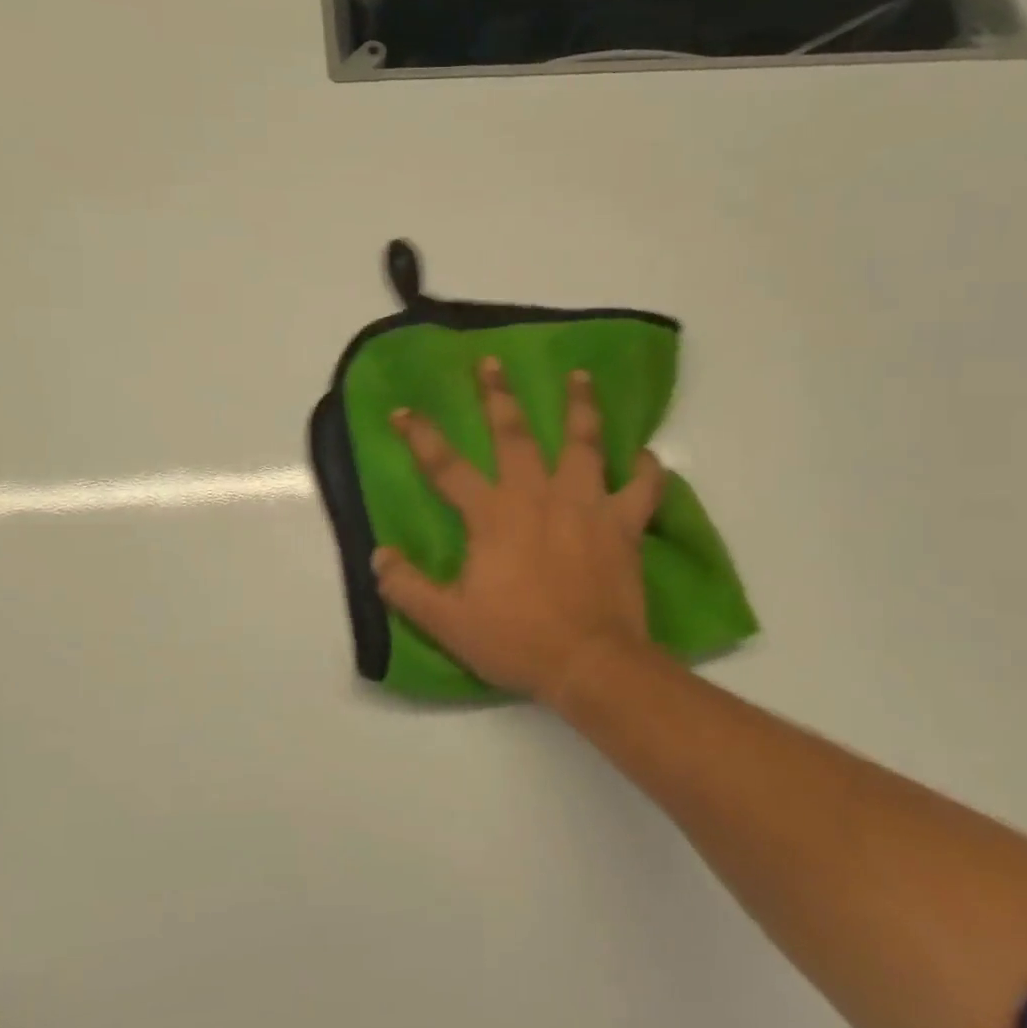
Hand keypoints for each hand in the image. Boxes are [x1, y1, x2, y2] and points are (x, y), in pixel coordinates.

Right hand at [371, 359, 664, 702]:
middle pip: (516, 435)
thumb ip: (406, 586)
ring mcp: (586, 505)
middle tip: (492, 363)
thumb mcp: (446, 621)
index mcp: (492, 515)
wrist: (590, 664)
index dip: (421, 436)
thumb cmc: (515, 639)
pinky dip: (647, 469)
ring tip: (580, 376)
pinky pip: (642, 488)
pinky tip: (648, 455)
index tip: (402, 410)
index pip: (446, 466)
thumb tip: (378, 556)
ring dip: (581, 406)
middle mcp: (537, 496)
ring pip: (585, 443)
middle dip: (499, 396)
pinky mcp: (623, 525)